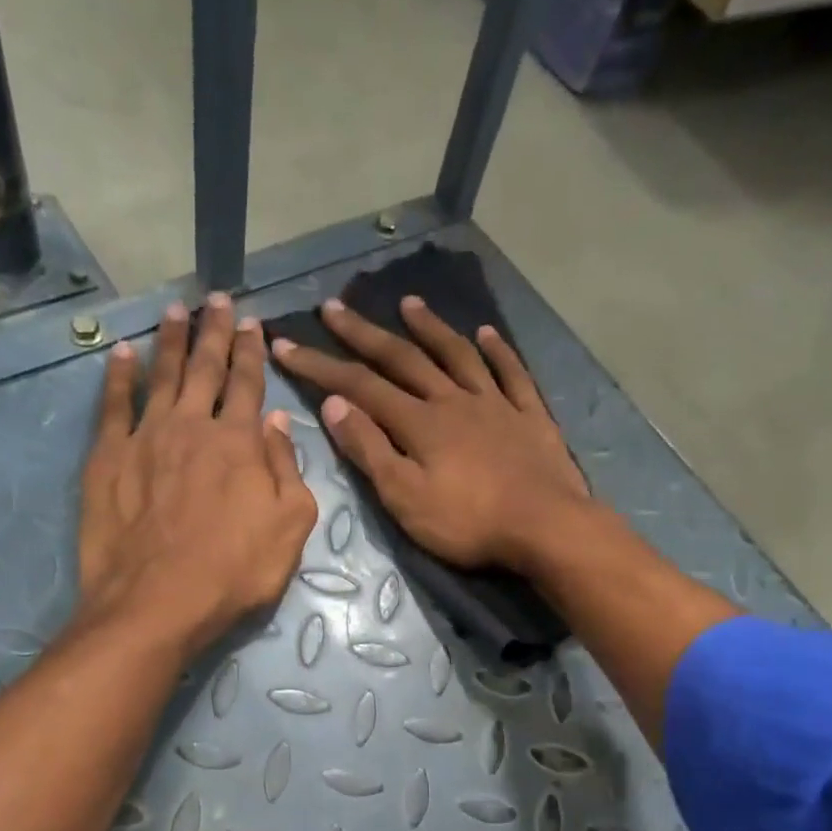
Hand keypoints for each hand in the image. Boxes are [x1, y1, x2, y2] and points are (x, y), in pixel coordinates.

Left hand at [77, 295, 317, 654]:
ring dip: (170, 340)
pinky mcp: (107, 459)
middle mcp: (192, 426)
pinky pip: (113, 405)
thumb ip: (287, 468)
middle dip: (214, 331)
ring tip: (175, 310)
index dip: (253, 352)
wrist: (157, 602)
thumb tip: (276, 419)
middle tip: (217, 298)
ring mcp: (145, 438)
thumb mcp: (290, 527)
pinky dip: (118, 376)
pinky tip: (121, 353)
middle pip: (205, 368)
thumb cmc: (234, 571)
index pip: (249, 384)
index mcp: (240, 442)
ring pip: (161, 375)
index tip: (253, 322)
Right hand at [270, 296, 588, 571]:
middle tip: (334, 307)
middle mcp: (453, 401)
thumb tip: (335, 405)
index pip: (359, 386)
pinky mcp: (529, 416)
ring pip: (457, 356)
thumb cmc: (468, 522)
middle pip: (403, 359)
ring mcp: (495, 404)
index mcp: (419, 422)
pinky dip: (498, 351)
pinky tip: (486, 333)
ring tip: (409, 304)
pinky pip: (511, 373)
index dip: (320, 366)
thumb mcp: (405, 497)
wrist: (545, 527)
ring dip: (430, 328)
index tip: (286, 344)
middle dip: (364, 334)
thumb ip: (370, 450)